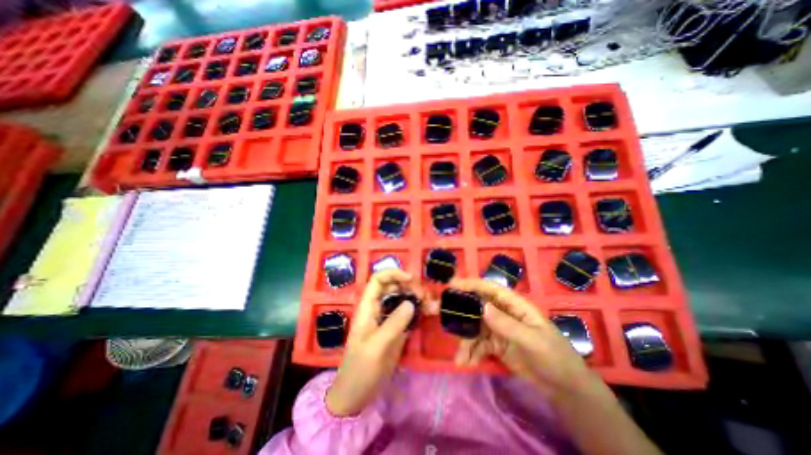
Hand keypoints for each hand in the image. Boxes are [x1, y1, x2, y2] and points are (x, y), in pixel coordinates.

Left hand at [326, 271, 424, 416]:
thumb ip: (393, 324)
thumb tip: (411, 303)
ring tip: (431, 305)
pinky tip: (429, 312)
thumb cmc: (360, 369)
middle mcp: (378, 308)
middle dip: (410, 286)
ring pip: (402, 299)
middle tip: (425, 297)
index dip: (394, 274)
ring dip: (417, 298)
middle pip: (393, 287)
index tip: (411, 279)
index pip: (378, 280)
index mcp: (367, 307)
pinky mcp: (396, 329)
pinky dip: (419, 310)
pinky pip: (408, 313)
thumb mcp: (376, 347)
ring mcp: (387, 319)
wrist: (356, 395)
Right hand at [451, 278, 600, 399]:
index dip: (471, 285)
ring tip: (460, 359)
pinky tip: (468, 363)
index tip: (452, 285)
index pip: (490, 289)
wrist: (565, 389)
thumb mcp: (532, 341)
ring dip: (466, 342)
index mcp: (515, 306)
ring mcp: (499, 329)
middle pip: (477, 308)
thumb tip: (482, 306)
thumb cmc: (554, 358)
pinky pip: (479, 344)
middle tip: (446, 321)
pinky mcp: (496, 344)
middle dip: (462, 315)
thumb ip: (507, 324)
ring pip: (475, 328)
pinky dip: (472, 352)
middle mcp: (504, 313)